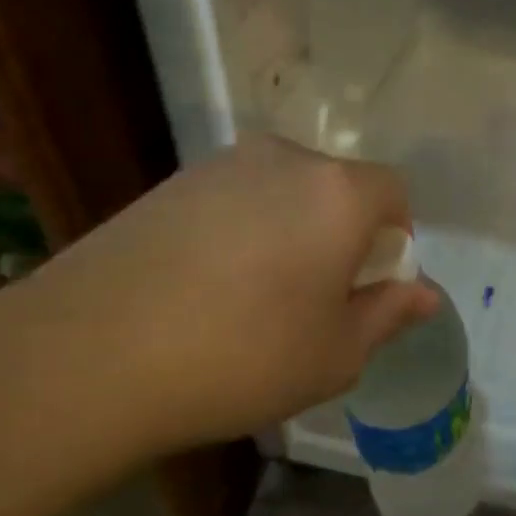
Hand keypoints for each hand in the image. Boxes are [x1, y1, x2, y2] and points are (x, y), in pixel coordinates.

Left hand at [15, 134, 438, 454]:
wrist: (89, 354)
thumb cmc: (242, 356)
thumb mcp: (336, 354)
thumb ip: (389, 314)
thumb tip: (426, 293)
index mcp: (337, 192)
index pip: (395, 192)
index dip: (395, 238)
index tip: (370, 286)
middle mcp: (284, 159)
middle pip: (337, 187)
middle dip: (342, 234)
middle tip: (317, 297)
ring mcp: (220, 165)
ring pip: (284, 191)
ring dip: (290, 231)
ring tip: (257, 295)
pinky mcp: (169, 183)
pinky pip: (233, 199)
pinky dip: (242, 231)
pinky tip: (208, 286)